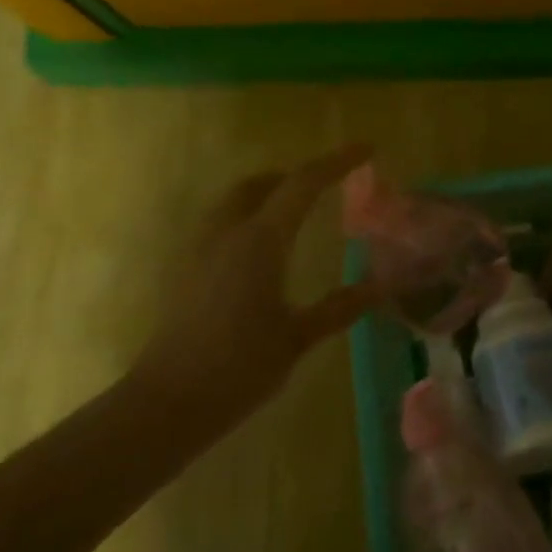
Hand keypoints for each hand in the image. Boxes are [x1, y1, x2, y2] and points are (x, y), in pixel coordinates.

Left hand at [134, 144, 382, 430]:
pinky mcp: (185, 268)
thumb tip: (383, 287)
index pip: (303, 183)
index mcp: (260, 241)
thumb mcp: (298, 337)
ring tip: (296, 213)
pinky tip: (261, 251)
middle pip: (262, 183)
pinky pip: (220, 222)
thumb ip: (340, 307)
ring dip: (268, 194)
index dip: (337, 162)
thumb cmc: (239, 367)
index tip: (366, 148)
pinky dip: (247, 216)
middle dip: (295, 176)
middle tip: (327, 186)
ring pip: (235, 200)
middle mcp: (227, 232)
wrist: (168, 403)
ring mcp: (199, 248)